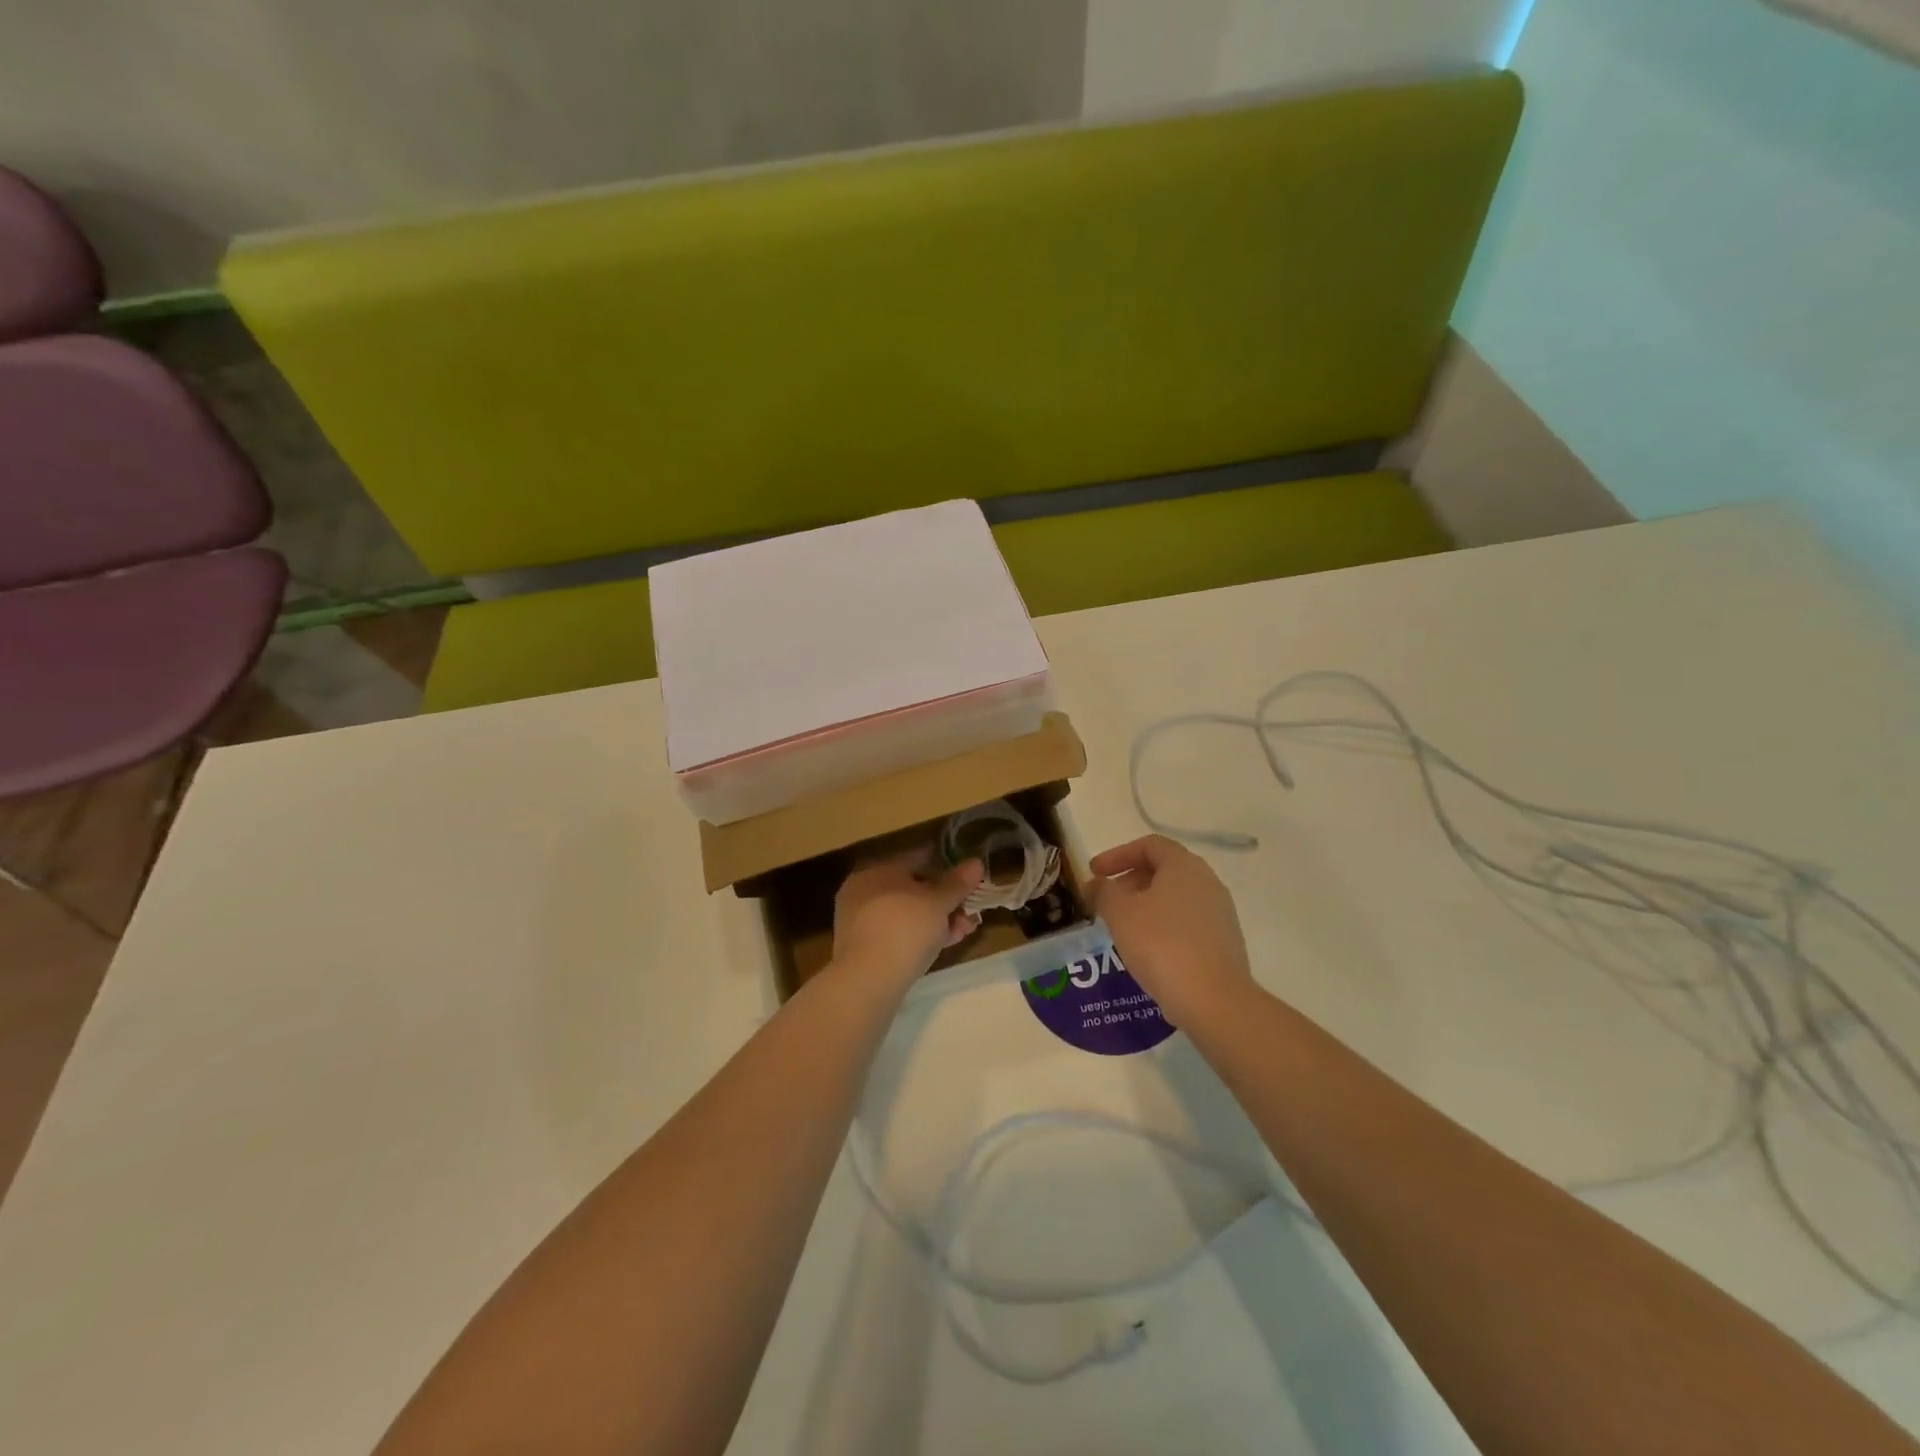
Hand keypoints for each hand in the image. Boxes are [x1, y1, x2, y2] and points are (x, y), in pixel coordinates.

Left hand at [831, 850, 984, 992]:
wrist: (868, 981)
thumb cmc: (905, 929)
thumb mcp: (938, 903)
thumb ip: (957, 883)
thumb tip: (976, 862)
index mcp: (878, 870)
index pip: (917, 860)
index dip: (947, 869)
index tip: (969, 884)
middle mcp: (864, 891)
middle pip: (913, 890)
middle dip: (946, 902)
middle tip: (971, 915)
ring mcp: (861, 921)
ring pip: (908, 914)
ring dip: (938, 921)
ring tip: (964, 933)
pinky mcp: (864, 948)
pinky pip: (897, 934)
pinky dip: (920, 937)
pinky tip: (943, 946)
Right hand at [1090, 835, 1255, 1028]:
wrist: (1214, 1000)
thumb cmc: (1161, 945)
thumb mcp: (1120, 914)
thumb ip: (1103, 892)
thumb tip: (1095, 884)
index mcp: (1184, 866)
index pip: (1149, 845)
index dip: (1117, 855)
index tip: (1095, 872)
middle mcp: (1207, 881)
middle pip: (1164, 869)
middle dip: (1130, 880)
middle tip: (1106, 901)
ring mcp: (1220, 912)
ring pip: (1176, 897)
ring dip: (1146, 904)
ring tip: (1123, 927)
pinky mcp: (1225, 941)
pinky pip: (1188, 921)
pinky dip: (1163, 925)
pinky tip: (1147, 948)